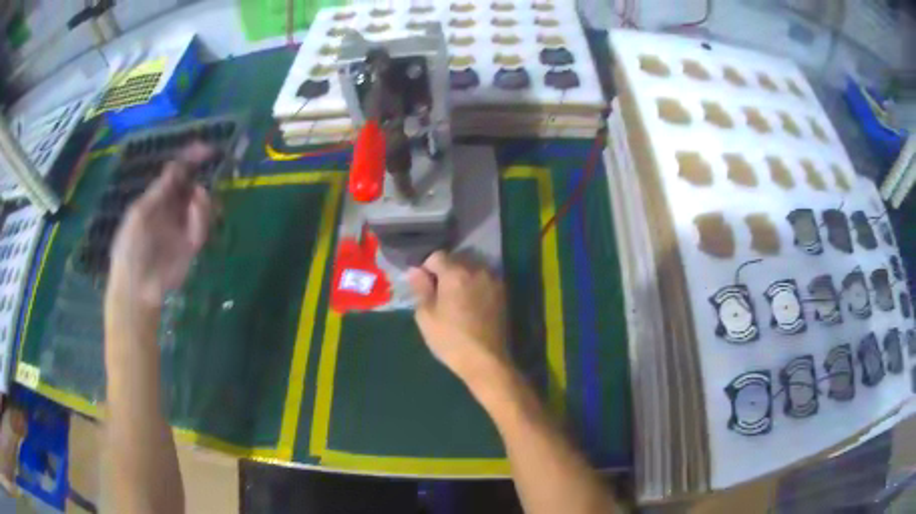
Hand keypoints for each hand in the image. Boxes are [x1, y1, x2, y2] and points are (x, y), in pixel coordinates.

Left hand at [108, 144, 213, 308]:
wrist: (136, 287)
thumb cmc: (130, 248)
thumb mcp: (138, 214)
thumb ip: (158, 192)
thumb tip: (176, 168)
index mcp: (156, 200)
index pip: (175, 175)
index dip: (189, 161)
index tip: (204, 149)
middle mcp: (171, 211)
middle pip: (190, 186)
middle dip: (201, 174)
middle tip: (212, 163)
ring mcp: (182, 228)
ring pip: (200, 205)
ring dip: (202, 196)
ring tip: (199, 194)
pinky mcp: (191, 246)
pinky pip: (201, 226)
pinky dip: (202, 215)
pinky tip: (197, 208)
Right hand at [407, 251, 510, 387]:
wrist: (486, 361)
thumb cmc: (450, 340)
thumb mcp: (426, 316)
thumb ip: (420, 288)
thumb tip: (415, 270)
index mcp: (455, 273)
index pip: (436, 256)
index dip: (426, 268)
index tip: (423, 286)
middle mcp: (477, 269)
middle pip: (456, 260)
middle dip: (445, 272)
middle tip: (439, 295)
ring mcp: (493, 280)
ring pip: (472, 269)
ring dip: (462, 278)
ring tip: (457, 301)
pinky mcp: (503, 293)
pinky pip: (484, 281)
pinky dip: (476, 287)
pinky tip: (472, 306)